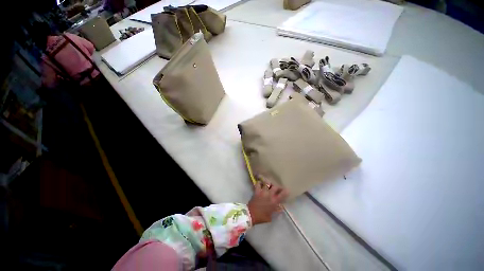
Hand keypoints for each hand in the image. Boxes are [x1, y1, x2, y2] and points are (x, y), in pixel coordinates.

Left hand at [247, 176, 288, 224]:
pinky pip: (258, 184)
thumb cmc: (262, 217)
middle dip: (277, 186)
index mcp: (274, 202)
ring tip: (269, 185)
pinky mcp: (257, 191)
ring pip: (267, 183)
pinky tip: (260, 184)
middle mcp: (269, 195)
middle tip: (277, 188)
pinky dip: (259, 183)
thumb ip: (276, 210)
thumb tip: (280, 207)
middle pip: (275, 187)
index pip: (282, 195)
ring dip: (269, 184)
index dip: (286, 191)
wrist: (251, 215)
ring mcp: (263, 192)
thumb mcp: (271, 216)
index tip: (287, 190)